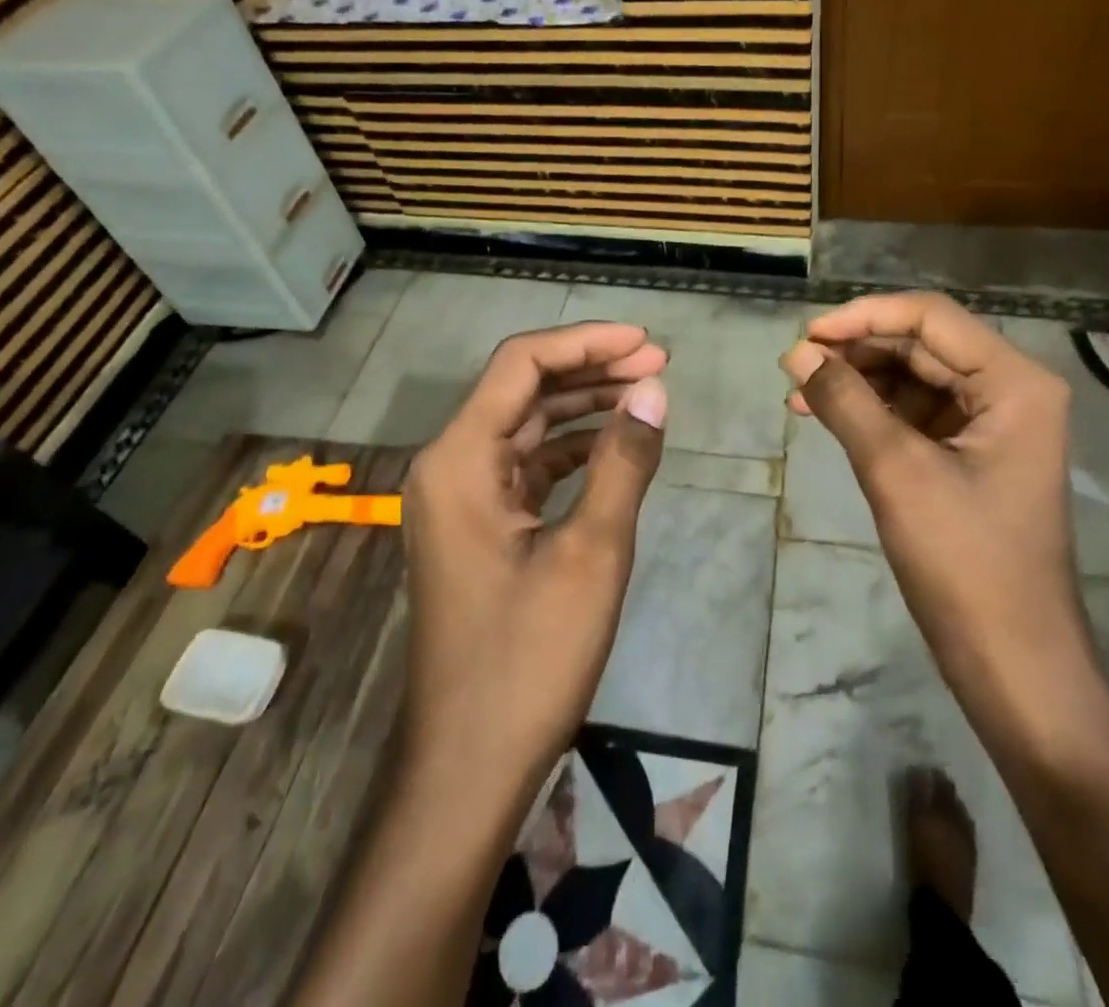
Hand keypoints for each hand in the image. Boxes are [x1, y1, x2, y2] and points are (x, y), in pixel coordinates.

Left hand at [400, 321, 667, 802]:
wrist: (468, 764)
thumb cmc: (528, 659)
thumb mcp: (592, 553)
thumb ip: (624, 462)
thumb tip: (655, 390)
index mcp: (460, 459)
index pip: (521, 365)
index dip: (586, 342)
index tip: (647, 343)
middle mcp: (450, 465)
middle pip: (522, 389)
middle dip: (591, 369)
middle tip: (658, 364)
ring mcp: (461, 498)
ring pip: (526, 426)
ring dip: (583, 405)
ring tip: (646, 393)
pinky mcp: (478, 527)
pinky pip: (527, 465)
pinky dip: (571, 448)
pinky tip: (615, 445)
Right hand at [782, 292, 1087, 711]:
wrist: (1013, 663)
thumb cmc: (964, 563)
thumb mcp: (896, 471)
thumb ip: (845, 402)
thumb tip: (797, 352)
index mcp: (1014, 382)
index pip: (930, 318)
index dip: (864, 317)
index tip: (807, 336)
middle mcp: (1009, 391)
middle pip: (922, 345)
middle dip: (856, 352)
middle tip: (795, 367)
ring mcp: (991, 425)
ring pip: (914, 378)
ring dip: (858, 382)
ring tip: (799, 396)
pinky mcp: (970, 455)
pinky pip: (915, 414)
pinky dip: (872, 412)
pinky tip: (826, 417)